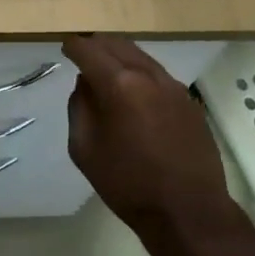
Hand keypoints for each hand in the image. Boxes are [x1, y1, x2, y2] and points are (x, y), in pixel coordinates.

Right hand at [63, 36, 229, 230]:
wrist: (188, 211)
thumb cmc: (128, 184)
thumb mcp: (85, 149)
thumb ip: (79, 107)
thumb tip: (85, 83)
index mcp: (119, 84)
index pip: (89, 50)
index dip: (74, 46)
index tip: (65, 47)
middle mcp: (148, 75)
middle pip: (117, 44)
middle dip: (97, 45)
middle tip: (83, 53)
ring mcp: (173, 86)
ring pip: (140, 55)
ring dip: (120, 56)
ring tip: (106, 70)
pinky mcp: (189, 101)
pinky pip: (158, 74)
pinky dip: (140, 72)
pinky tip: (134, 92)